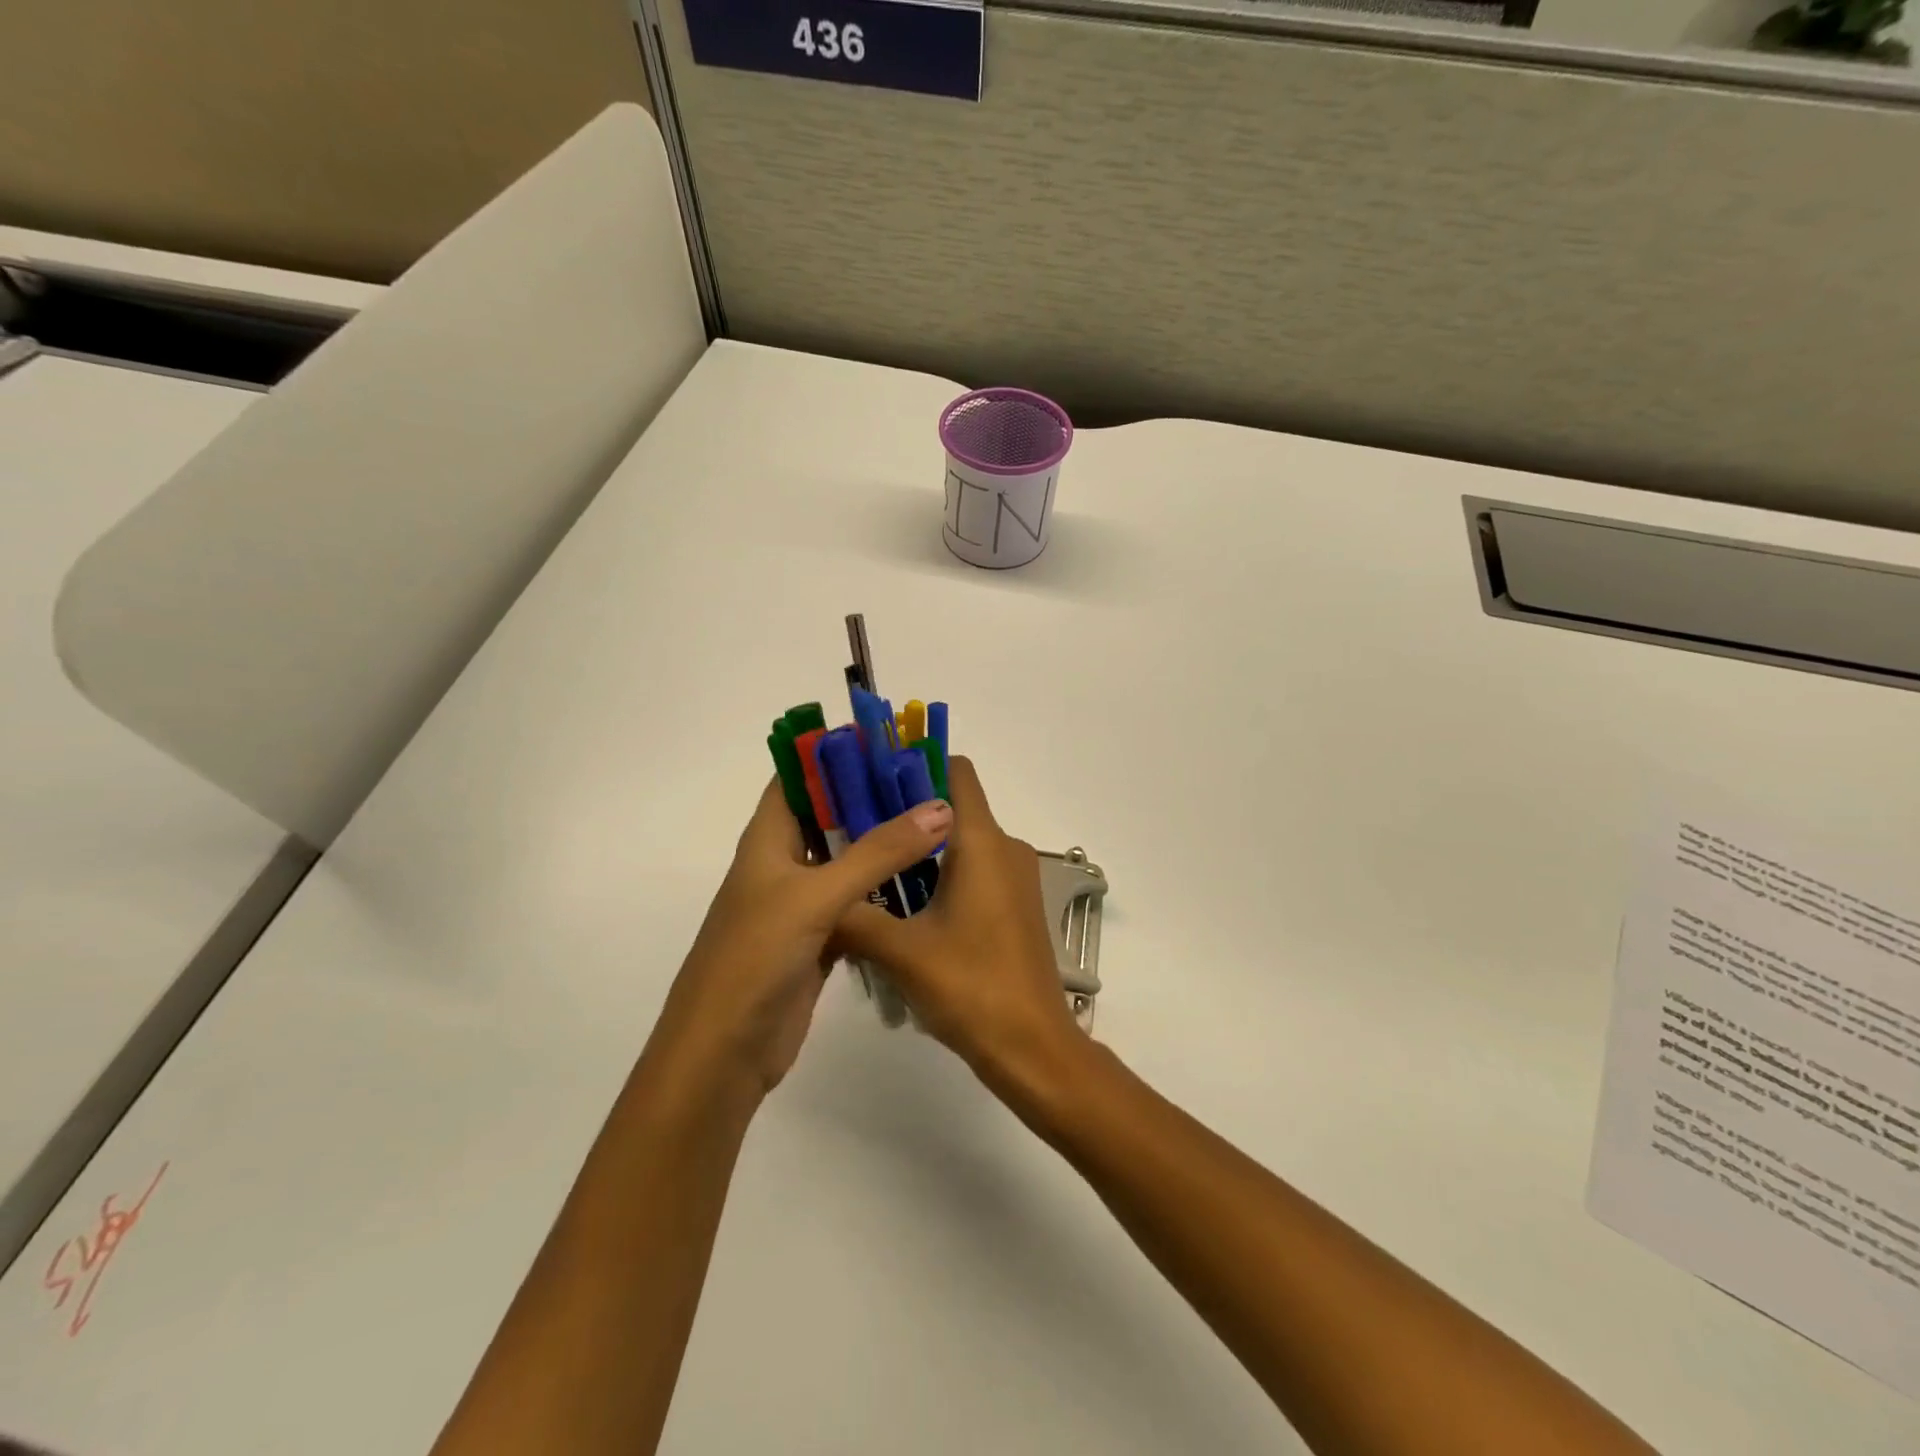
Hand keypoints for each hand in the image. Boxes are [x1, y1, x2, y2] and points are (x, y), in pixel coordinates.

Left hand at [646, 776, 952, 1098]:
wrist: (724, 1053)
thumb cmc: (755, 958)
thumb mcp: (816, 896)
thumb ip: (878, 852)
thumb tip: (940, 806)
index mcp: (767, 840)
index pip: (798, 778)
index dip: (835, 755)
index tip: (889, 742)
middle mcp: (782, 864)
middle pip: (829, 816)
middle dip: (872, 797)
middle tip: (929, 781)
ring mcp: (801, 904)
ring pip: (847, 860)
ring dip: (883, 843)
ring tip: (937, 820)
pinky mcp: (818, 939)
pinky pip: (858, 902)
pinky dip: (885, 890)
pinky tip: (924, 880)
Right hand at [834, 757, 1087, 1100]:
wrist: (1032, 1047)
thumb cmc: (970, 987)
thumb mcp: (900, 951)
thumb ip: (853, 917)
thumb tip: (814, 900)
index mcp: (982, 842)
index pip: (955, 772)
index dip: (914, 766)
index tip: (871, 782)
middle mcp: (1005, 848)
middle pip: (953, 806)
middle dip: (905, 812)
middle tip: (854, 831)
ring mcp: (1015, 878)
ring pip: (962, 843)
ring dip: (921, 850)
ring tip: (872, 872)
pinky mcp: (1015, 905)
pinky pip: (975, 870)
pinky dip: (942, 874)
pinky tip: (906, 906)